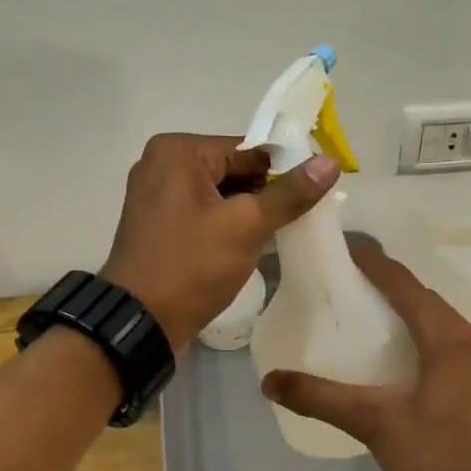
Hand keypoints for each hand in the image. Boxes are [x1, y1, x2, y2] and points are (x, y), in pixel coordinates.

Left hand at [101, 133, 338, 350]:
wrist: (140, 322)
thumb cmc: (191, 265)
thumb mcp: (246, 226)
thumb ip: (289, 193)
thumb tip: (329, 162)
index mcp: (178, 151)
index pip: (248, 149)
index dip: (286, 169)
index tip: (316, 192)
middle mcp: (162, 164)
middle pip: (234, 169)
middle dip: (267, 193)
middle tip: (303, 216)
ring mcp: (157, 196)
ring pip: (221, 193)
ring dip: (251, 211)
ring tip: (284, 231)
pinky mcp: (160, 224)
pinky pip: (205, 212)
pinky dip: (229, 224)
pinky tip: (254, 243)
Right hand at [260, 244, 470, 470]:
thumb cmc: (441, 459)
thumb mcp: (376, 423)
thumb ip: (322, 398)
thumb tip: (269, 381)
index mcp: (449, 337)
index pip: (405, 285)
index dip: (372, 262)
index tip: (340, 246)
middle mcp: (468, 339)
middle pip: (421, 298)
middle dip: (383, 284)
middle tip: (339, 281)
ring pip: (433, 321)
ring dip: (399, 310)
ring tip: (357, 311)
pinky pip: (440, 342)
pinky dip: (412, 335)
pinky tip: (387, 355)